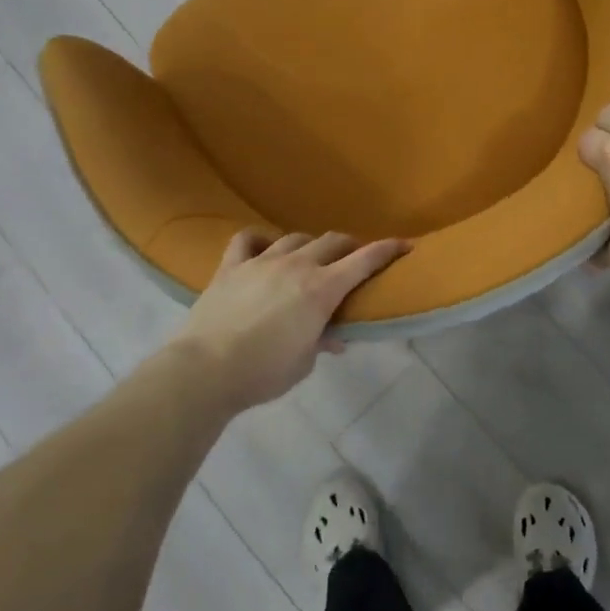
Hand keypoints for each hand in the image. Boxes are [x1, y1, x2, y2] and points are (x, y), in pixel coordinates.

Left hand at [175, 230, 410, 412]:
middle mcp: (296, 266)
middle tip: (354, 258)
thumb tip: (333, 338)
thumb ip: (321, 341)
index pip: (365, 260)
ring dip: (310, 245)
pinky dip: (260, 240)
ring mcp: (261, 261)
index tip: (404, 245)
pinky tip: (264, 248)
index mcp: (322, 289)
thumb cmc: (264, 373)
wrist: (205, 370)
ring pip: (295, 237)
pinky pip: (247, 239)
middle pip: (332, 241)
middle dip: (350, 246)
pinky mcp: (231, 266)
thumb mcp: (304, 362)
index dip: (387, 250)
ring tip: (310, 258)